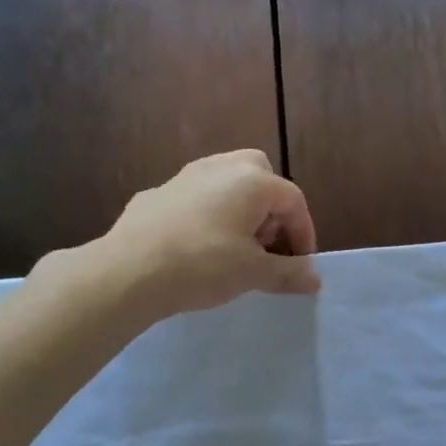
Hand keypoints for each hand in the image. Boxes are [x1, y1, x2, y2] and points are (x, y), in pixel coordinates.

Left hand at [99, 150, 319, 321]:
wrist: (129, 270)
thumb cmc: (203, 265)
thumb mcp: (253, 273)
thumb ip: (288, 273)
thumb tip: (315, 279)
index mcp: (252, 181)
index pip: (293, 200)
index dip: (304, 233)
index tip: (300, 265)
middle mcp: (220, 167)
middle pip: (260, 175)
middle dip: (271, 208)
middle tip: (267, 244)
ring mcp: (184, 176)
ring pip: (224, 182)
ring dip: (239, 209)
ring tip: (235, 246)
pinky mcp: (156, 193)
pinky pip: (195, 198)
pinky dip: (207, 215)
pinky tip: (197, 247)